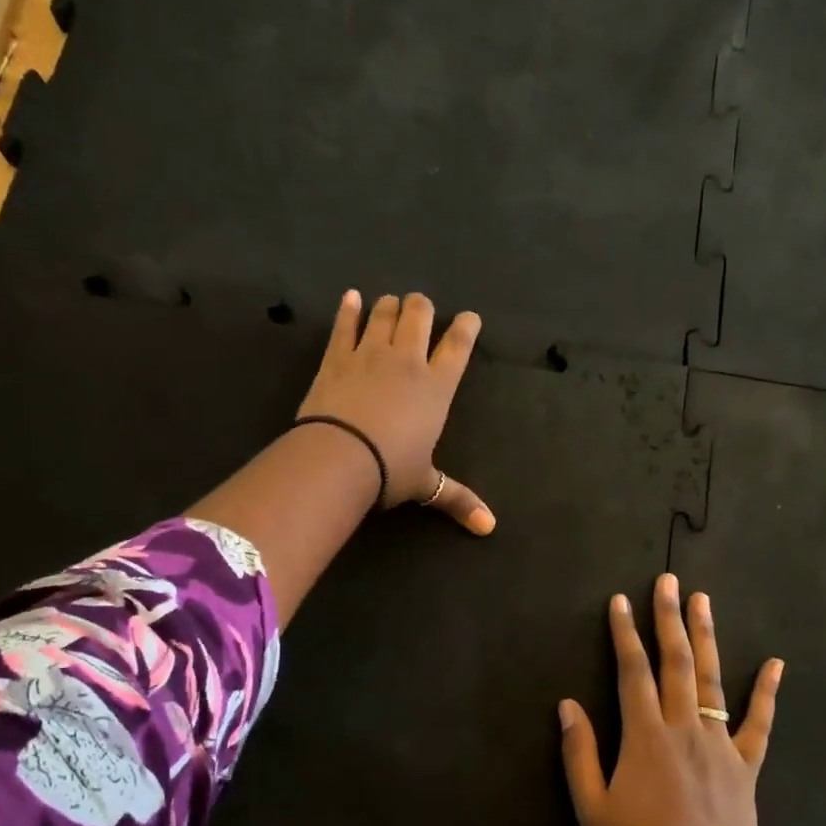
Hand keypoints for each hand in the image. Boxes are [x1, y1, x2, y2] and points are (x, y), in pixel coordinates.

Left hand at [298, 291, 494, 534]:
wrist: (339, 458)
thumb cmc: (390, 470)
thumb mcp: (426, 484)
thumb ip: (458, 499)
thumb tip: (489, 528)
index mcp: (437, 387)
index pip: (458, 346)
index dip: (466, 327)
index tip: (470, 317)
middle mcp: (407, 360)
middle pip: (419, 316)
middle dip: (423, 307)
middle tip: (421, 308)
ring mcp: (369, 353)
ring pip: (384, 314)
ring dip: (389, 306)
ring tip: (390, 304)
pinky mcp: (336, 357)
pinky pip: (344, 325)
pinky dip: (348, 309)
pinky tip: (351, 297)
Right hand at [558, 574, 783, 825]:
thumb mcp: (591, 807)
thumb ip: (579, 752)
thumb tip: (567, 704)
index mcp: (644, 734)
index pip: (632, 670)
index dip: (624, 634)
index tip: (620, 601)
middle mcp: (683, 727)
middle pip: (676, 662)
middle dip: (668, 618)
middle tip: (668, 581)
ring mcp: (720, 744)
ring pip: (713, 680)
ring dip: (706, 637)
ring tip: (702, 600)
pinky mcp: (746, 766)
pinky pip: (759, 724)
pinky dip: (767, 693)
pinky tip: (775, 663)